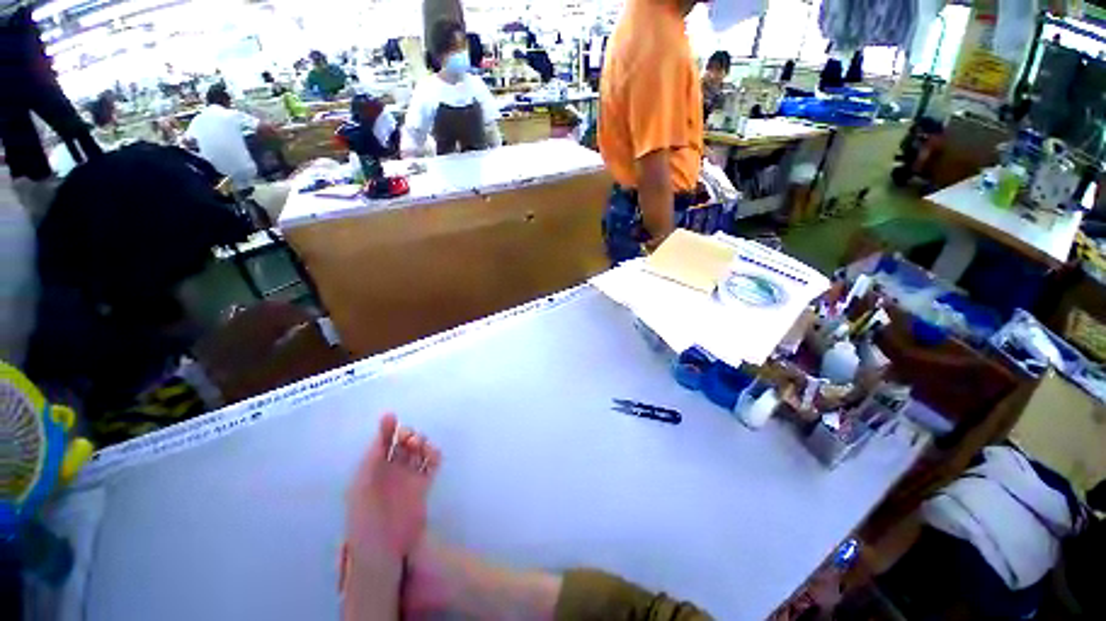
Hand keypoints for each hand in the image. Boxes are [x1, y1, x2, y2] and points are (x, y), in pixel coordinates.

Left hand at [345, 413, 440, 561]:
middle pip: (400, 444)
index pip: (380, 442)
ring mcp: (406, 480)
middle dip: (405, 435)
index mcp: (371, 466)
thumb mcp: (362, 484)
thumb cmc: (365, 514)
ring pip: (416, 454)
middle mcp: (389, 470)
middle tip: (409, 437)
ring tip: (421, 446)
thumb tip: (379, 439)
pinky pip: (430, 469)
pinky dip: (433, 458)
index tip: (391, 417)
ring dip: (420, 444)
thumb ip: (371, 462)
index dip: (386, 428)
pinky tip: (434, 453)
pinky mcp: (422, 490)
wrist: (381, 543)